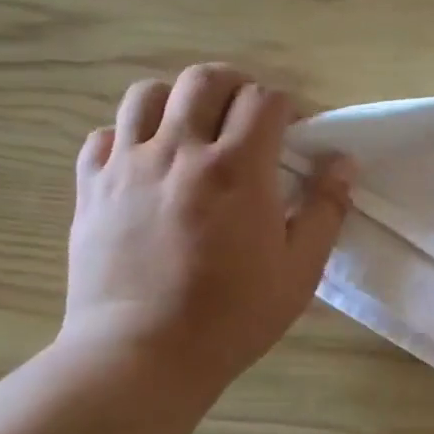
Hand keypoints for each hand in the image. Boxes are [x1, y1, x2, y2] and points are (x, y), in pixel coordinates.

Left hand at [61, 64, 352, 395]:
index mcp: (238, 169)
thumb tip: (343, 162)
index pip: (264, 99)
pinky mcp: (91, 187)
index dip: (286, 107)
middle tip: (248, 117)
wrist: (143, 354)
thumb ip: (326, 210)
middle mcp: (180, 151)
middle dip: (235, 86)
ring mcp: (128, 165)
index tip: (293, 132)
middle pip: (205, 79)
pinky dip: (130, 136)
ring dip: (180, 101)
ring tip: (194, 131)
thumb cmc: (234, 316)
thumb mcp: (300, 270)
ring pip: (148, 94)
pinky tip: (147, 164)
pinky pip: (105, 135)